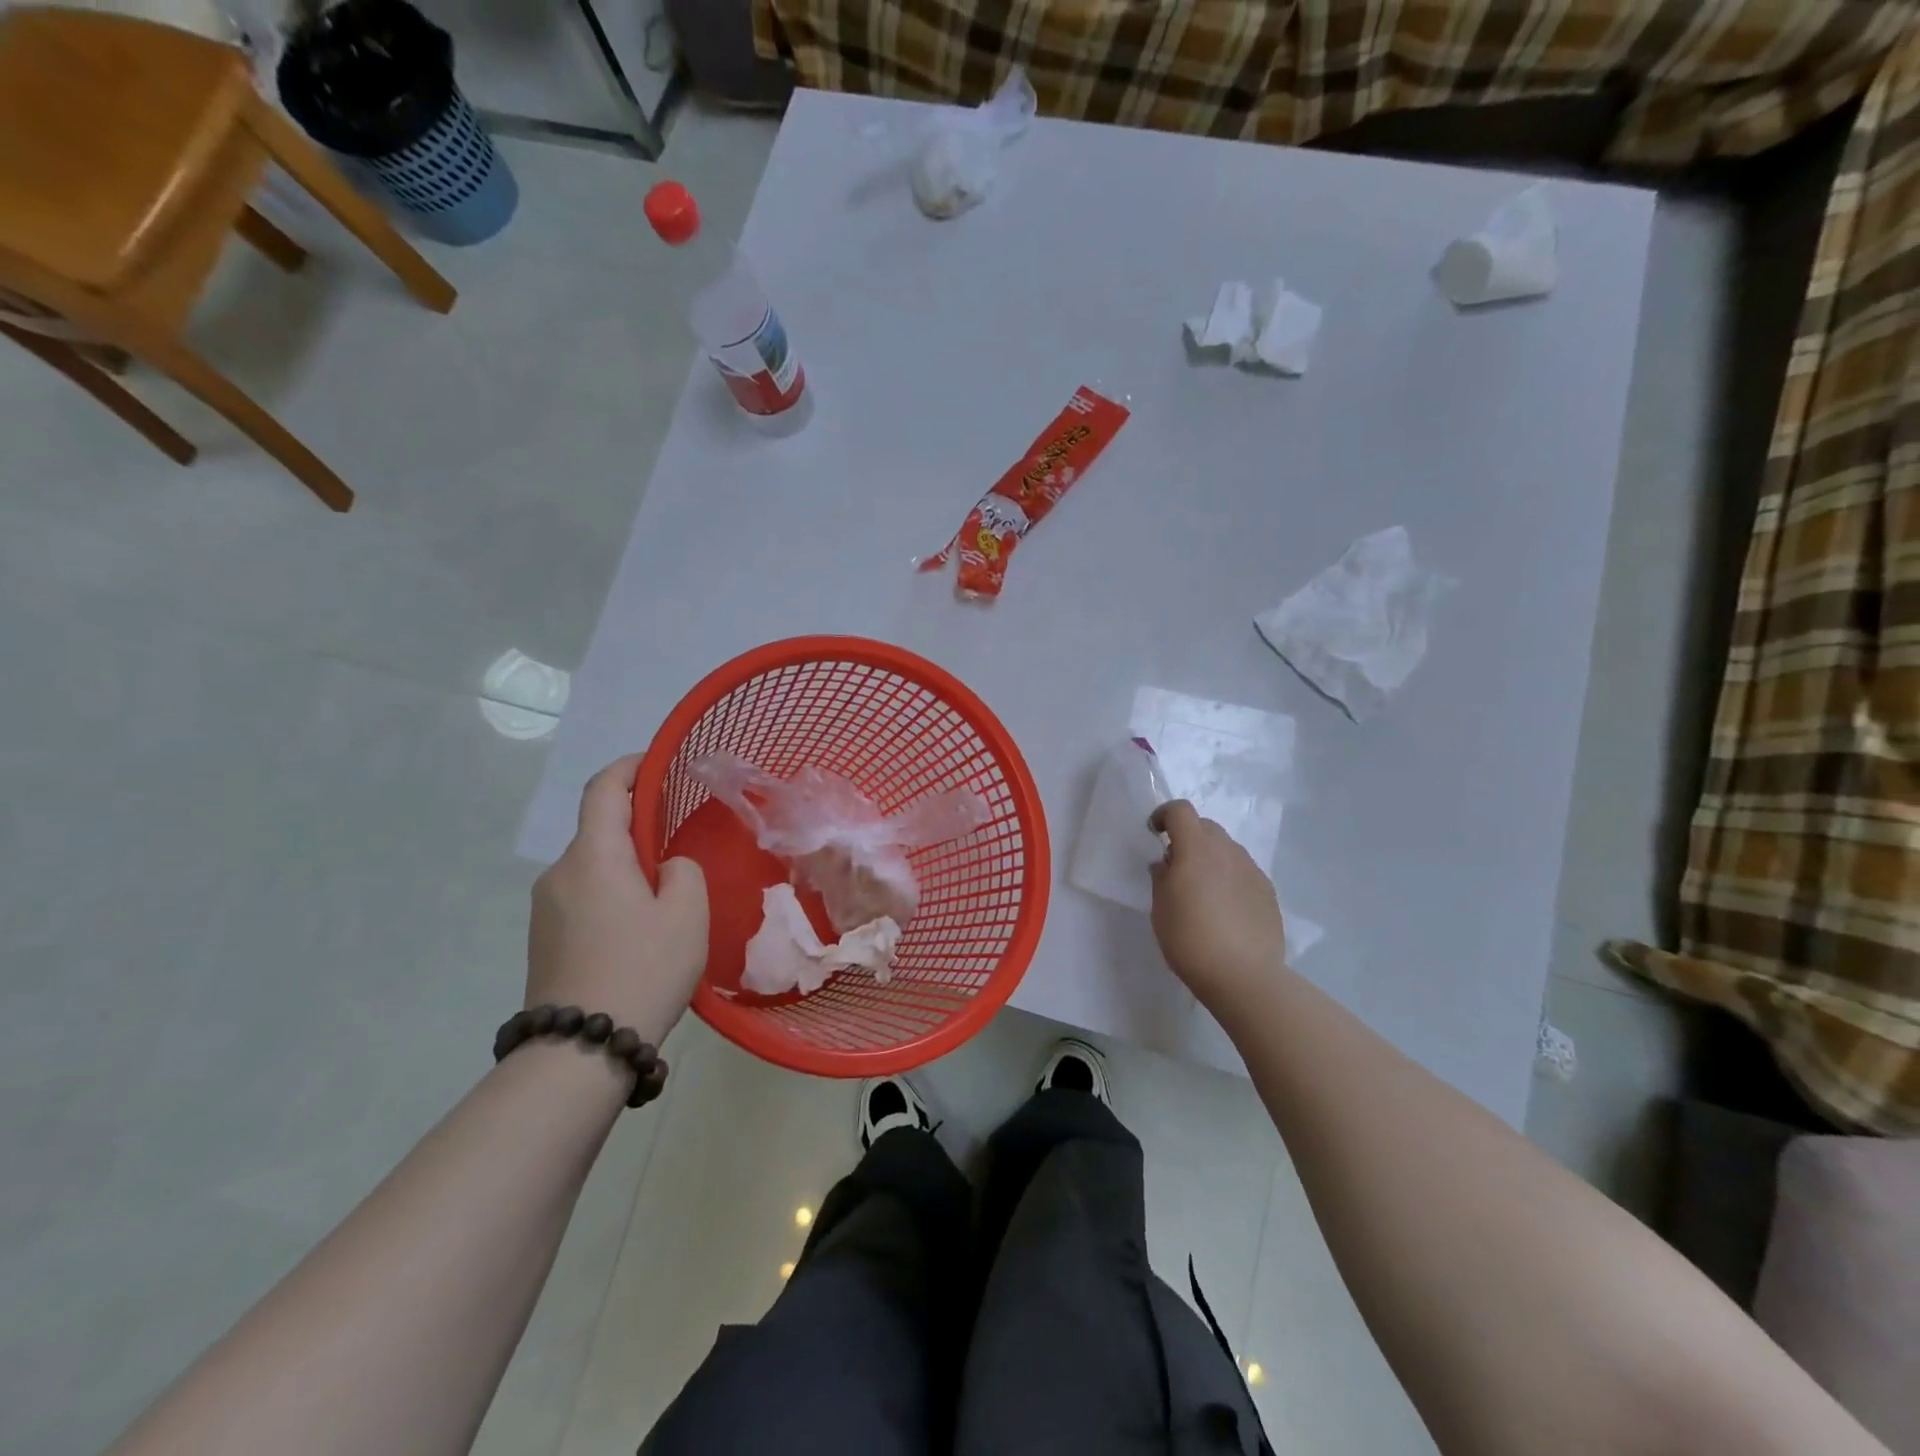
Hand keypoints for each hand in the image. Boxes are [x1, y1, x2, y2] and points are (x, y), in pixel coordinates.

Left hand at [528, 755, 708, 1046]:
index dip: (630, 767)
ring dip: (625, 867)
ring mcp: (544, 908)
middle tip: (679, 844)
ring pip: (593, 867)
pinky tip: (638, 930)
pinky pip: (583, 897)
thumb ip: (682, 870)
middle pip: (599, 830)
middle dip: (637, 827)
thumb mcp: (687, 913)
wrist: (579, 1051)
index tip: (658, 764)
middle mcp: (559, 873)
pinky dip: (611, 894)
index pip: (603, 789)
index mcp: (593, 856)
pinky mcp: (542, 939)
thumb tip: (662, 869)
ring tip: (664, 898)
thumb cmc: (643, 969)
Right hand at [1148, 800, 1288, 1011]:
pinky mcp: (1268, 892)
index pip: (1180, 811)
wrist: (1245, 976)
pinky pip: (1243, 871)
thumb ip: (1161, 877)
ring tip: (1202, 889)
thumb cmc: (1190, 939)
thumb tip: (1167, 863)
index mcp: (1196, 849)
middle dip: (1188, 836)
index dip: (1164, 815)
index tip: (1154, 833)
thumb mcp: (1160, 908)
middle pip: (1206, 826)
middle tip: (1176, 865)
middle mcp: (1227, 851)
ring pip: (1227, 849)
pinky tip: (1224, 908)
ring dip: (1210, 857)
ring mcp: (1252, 870)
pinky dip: (1229, 877)